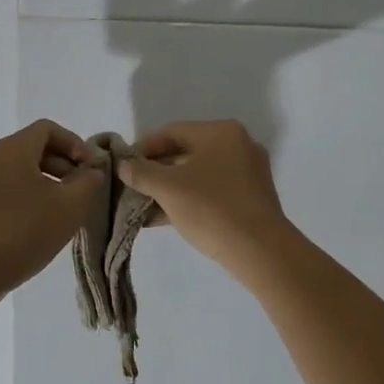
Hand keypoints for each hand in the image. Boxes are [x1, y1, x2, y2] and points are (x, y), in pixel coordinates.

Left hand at [0, 120, 104, 296]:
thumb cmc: (25, 232)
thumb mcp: (70, 206)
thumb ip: (88, 181)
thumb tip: (92, 170)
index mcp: (12, 149)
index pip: (48, 129)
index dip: (75, 143)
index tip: (90, 168)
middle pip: (33, 146)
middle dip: (63, 163)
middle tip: (83, 188)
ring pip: (19, 167)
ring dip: (47, 179)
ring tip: (66, 206)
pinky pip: (6, 184)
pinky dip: (28, 191)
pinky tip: (42, 218)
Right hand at [118, 120, 291, 269]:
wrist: (259, 251)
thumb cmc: (211, 208)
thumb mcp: (168, 188)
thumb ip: (141, 172)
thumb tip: (123, 164)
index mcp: (221, 132)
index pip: (172, 132)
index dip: (143, 147)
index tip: (124, 165)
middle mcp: (238, 146)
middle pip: (185, 152)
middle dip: (156, 171)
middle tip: (131, 186)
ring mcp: (248, 173)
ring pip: (198, 175)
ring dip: (169, 189)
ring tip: (141, 206)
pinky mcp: (250, 199)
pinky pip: (211, 192)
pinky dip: (188, 200)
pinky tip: (161, 218)